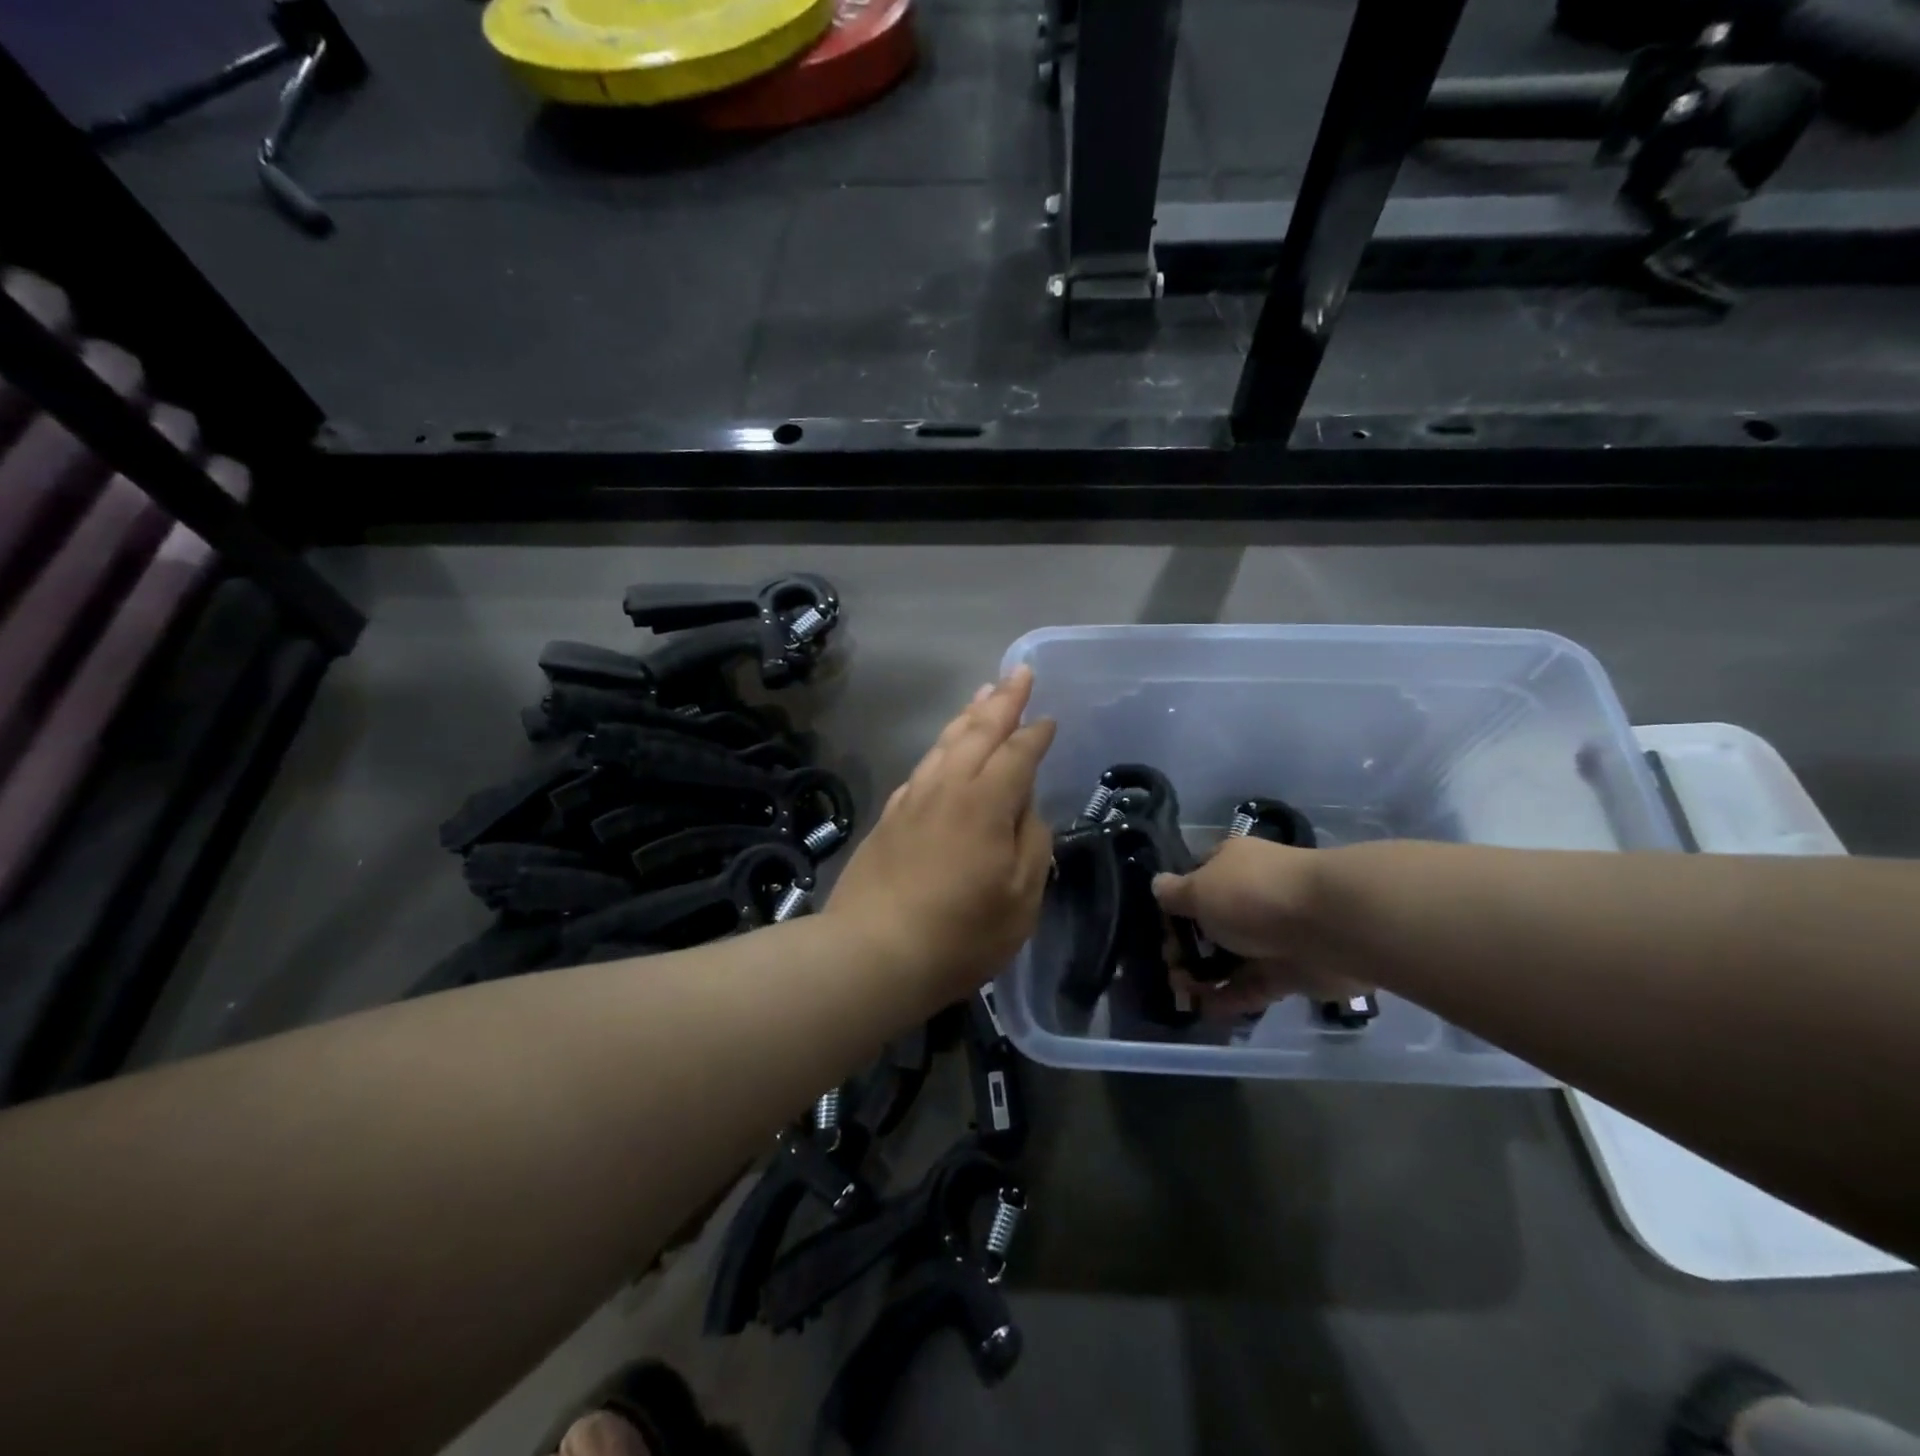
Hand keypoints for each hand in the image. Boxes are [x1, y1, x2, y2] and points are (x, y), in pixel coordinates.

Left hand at [827, 667, 1056, 1001]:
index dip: (1036, 733)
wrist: (872, 952)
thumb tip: (1027, 810)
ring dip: (968, 715)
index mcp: (986, 802)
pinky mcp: (889, 816)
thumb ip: (1032, 844)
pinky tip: (943, 751)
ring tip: (983, 695)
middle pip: (978, 731)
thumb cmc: (960, 933)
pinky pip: (923, 767)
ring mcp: (913, 799)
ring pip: (945, 743)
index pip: (1018, 753)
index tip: (1049, 718)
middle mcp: (948, 787)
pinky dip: (940, 748)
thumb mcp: (1020, 898)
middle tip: (1017, 673)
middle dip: (1002, 700)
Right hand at [1153, 838, 1369, 1017]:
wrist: (1329, 925)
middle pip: (1212, 921)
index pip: (1197, 878)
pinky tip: (1204, 1011)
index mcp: (1231, 863)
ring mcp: (1273, 933)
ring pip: (1231, 956)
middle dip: (1187, 946)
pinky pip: (1253, 985)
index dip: (1176, 903)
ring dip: (1205, 975)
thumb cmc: (1252, 894)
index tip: (1160, 928)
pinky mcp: (1290, 971)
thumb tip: (1157, 886)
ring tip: (1181, 994)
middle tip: (1169, 967)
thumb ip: (1174, 894)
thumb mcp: (1199, 889)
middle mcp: (1252, 894)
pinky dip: (1230, 998)